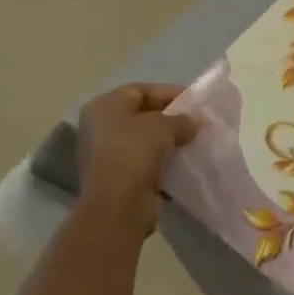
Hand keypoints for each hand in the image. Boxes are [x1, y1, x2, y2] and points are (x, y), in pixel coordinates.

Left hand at [76, 83, 197, 234]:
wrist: (117, 203)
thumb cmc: (135, 151)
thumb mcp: (165, 126)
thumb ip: (182, 119)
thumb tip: (194, 121)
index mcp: (104, 106)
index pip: (141, 90)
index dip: (169, 93)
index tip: (194, 101)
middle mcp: (99, 127)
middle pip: (141, 115)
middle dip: (169, 118)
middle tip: (195, 122)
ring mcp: (104, 155)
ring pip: (143, 141)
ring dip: (166, 142)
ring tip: (192, 142)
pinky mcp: (114, 179)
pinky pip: (143, 162)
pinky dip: (161, 162)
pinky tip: (181, 163)